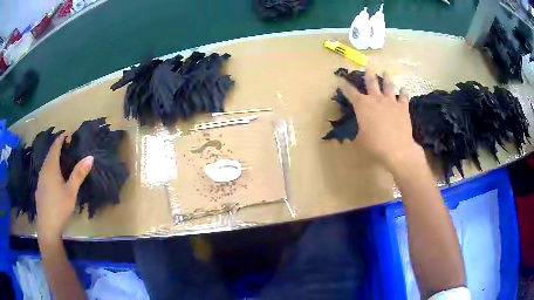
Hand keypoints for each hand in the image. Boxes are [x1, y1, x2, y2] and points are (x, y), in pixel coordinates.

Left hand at [36, 134, 92, 240]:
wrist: (47, 226)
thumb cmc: (59, 207)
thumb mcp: (71, 191)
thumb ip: (79, 174)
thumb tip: (90, 157)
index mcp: (51, 167)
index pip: (55, 147)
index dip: (61, 139)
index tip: (67, 134)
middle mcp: (44, 170)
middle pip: (50, 154)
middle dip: (57, 147)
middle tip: (66, 145)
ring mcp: (40, 180)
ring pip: (46, 163)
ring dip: (53, 158)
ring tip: (61, 159)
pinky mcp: (39, 189)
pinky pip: (44, 172)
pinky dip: (50, 168)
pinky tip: (53, 177)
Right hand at [339, 68, 425, 171]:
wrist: (397, 149)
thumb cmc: (374, 145)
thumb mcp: (360, 139)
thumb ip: (358, 131)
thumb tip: (354, 132)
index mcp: (362, 105)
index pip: (350, 92)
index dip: (344, 86)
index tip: (340, 80)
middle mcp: (376, 99)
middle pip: (371, 83)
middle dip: (368, 75)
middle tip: (368, 68)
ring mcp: (391, 102)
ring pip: (388, 86)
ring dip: (387, 79)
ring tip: (386, 73)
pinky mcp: (403, 107)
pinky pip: (404, 97)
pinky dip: (404, 92)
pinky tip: (404, 89)